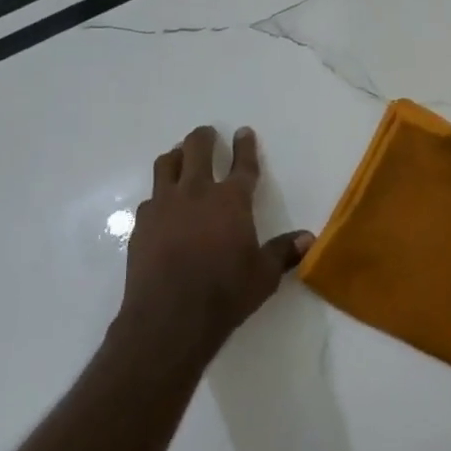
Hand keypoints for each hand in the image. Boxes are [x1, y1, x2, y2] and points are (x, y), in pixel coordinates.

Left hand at [116, 125, 311, 360]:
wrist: (169, 318)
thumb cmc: (225, 294)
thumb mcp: (264, 275)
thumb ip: (284, 252)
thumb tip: (309, 238)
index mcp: (231, 201)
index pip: (242, 164)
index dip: (245, 146)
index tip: (244, 132)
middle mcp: (196, 193)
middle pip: (198, 150)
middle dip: (204, 138)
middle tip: (208, 134)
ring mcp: (164, 206)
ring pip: (167, 165)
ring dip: (177, 156)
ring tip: (181, 156)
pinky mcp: (141, 224)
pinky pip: (150, 198)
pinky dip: (159, 194)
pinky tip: (162, 206)